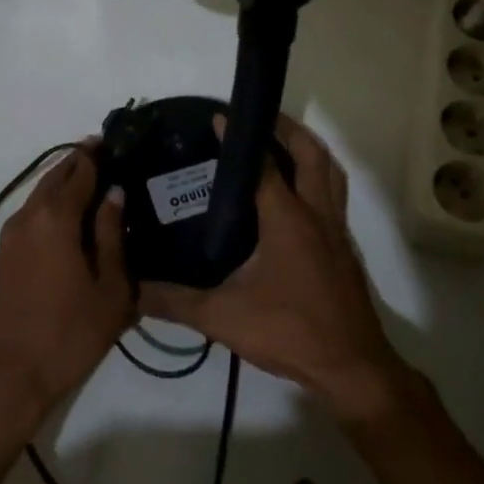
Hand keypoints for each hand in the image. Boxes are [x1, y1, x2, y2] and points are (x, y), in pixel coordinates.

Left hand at [0, 142, 133, 421]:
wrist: (8, 377)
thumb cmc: (69, 333)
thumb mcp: (109, 288)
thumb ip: (113, 236)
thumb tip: (115, 194)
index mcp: (56, 218)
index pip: (80, 172)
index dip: (97, 155)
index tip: (114, 140)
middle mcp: (29, 217)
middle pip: (55, 177)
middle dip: (78, 162)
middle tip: (104, 153)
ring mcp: (11, 237)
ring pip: (40, 195)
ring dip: (62, 182)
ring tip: (90, 180)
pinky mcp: (4, 257)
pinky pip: (30, 215)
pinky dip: (50, 204)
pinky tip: (68, 217)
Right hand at [138, 115, 412, 421]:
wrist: (352, 367)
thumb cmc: (290, 331)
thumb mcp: (223, 317)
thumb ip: (174, 301)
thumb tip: (131, 290)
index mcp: (287, 219)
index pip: (262, 164)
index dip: (239, 138)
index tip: (218, 118)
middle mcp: (316, 213)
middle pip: (310, 154)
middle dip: (287, 128)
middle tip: (259, 117)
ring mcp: (336, 230)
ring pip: (330, 172)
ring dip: (309, 149)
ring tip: (282, 141)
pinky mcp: (344, 248)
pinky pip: (334, 195)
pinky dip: (318, 177)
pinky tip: (296, 195)